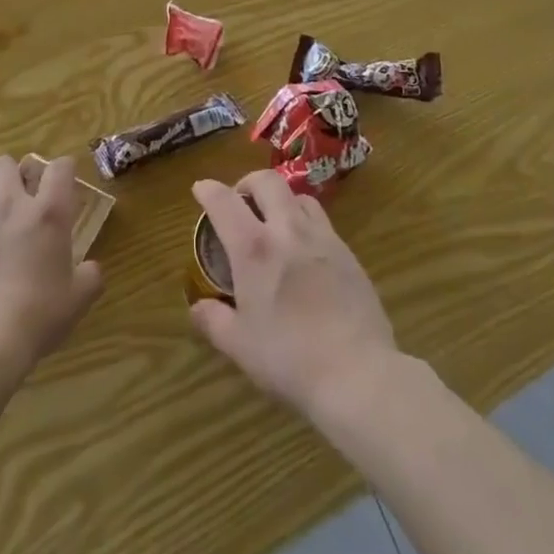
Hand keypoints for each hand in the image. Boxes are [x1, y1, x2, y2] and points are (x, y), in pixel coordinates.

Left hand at [0, 154, 103, 375]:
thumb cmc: (38, 316)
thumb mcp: (78, 299)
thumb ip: (90, 277)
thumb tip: (91, 269)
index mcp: (48, 212)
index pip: (59, 167)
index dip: (64, 170)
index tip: (65, 184)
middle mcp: (9, 204)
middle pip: (5, 163)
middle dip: (13, 175)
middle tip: (21, 200)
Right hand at [189, 170, 397, 418]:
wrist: (356, 371)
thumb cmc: (289, 358)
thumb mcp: (239, 346)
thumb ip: (214, 320)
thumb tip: (197, 307)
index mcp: (254, 249)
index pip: (224, 202)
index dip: (208, 190)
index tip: (200, 188)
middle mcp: (288, 230)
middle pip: (267, 181)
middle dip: (248, 182)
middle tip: (240, 200)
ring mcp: (322, 237)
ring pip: (299, 196)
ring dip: (281, 199)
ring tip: (275, 221)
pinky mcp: (348, 252)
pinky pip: (322, 222)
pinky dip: (305, 223)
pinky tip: (305, 250)